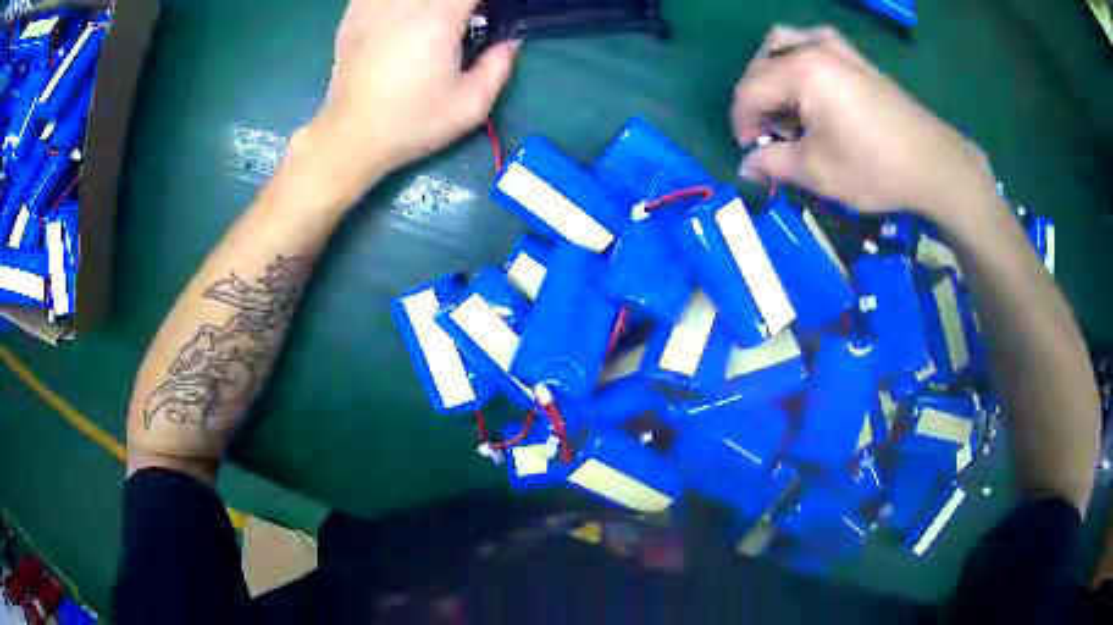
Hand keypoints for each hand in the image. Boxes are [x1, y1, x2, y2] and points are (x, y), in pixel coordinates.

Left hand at [295, 0, 518, 203]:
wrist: (353, 136)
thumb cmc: (413, 122)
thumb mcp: (471, 106)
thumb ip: (498, 67)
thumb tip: (509, 42)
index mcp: (440, 19)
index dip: (483, 1)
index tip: (487, 13)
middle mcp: (406, 4)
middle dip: (457, 2)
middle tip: (463, 18)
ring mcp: (375, 7)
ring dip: (427, 2)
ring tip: (431, 17)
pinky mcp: (353, 17)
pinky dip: (393, 0)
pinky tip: (401, 12)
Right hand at [732, 26, 996, 219]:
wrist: (934, 164)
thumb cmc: (875, 167)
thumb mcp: (818, 172)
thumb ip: (773, 164)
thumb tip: (746, 166)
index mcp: (800, 71)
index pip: (749, 90)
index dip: (741, 123)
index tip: (751, 152)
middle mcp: (814, 48)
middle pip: (763, 63)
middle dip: (756, 98)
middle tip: (768, 132)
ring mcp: (839, 48)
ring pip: (785, 42)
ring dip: (773, 70)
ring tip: (784, 103)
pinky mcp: (857, 58)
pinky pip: (814, 43)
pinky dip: (800, 59)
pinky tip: (811, 86)